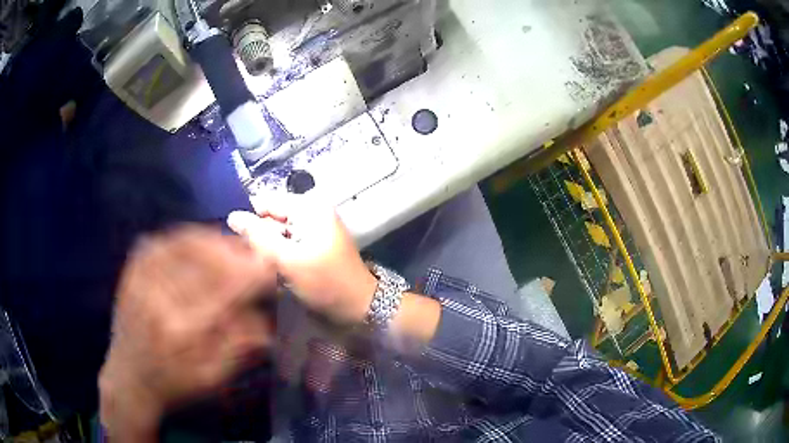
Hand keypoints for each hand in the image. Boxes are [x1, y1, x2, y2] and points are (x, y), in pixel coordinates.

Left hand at [99, 226, 276, 439]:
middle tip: (252, 253)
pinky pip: (161, 241)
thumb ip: (239, 347)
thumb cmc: (173, 384)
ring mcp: (141, 281)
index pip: (224, 289)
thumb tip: (267, 319)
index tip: (270, 264)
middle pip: (204, 260)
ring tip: (230, 246)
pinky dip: (183, 237)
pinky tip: (198, 242)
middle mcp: (160, 299)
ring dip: (212, 240)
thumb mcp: (212, 377)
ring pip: (182, 244)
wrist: (128, 379)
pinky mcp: (132, 272)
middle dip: (234, 252)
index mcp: (183, 332)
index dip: (250, 272)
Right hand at [228, 195, 377, 325]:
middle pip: (272, 217)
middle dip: (259, 237)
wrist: (359, 305)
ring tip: (264, 267)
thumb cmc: (325, 282)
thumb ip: (258, 237)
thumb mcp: (287, 260)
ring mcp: (314, 227)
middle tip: (252, 261)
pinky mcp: (314, 243)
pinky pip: (288, 243)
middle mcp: (311, 211)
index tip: (236, 243)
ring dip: (269, 248)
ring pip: (278, 232)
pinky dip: (280, 255)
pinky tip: (277, 270)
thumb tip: (232, 216)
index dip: (249, 220)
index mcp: (308, 207)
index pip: (266, 202)